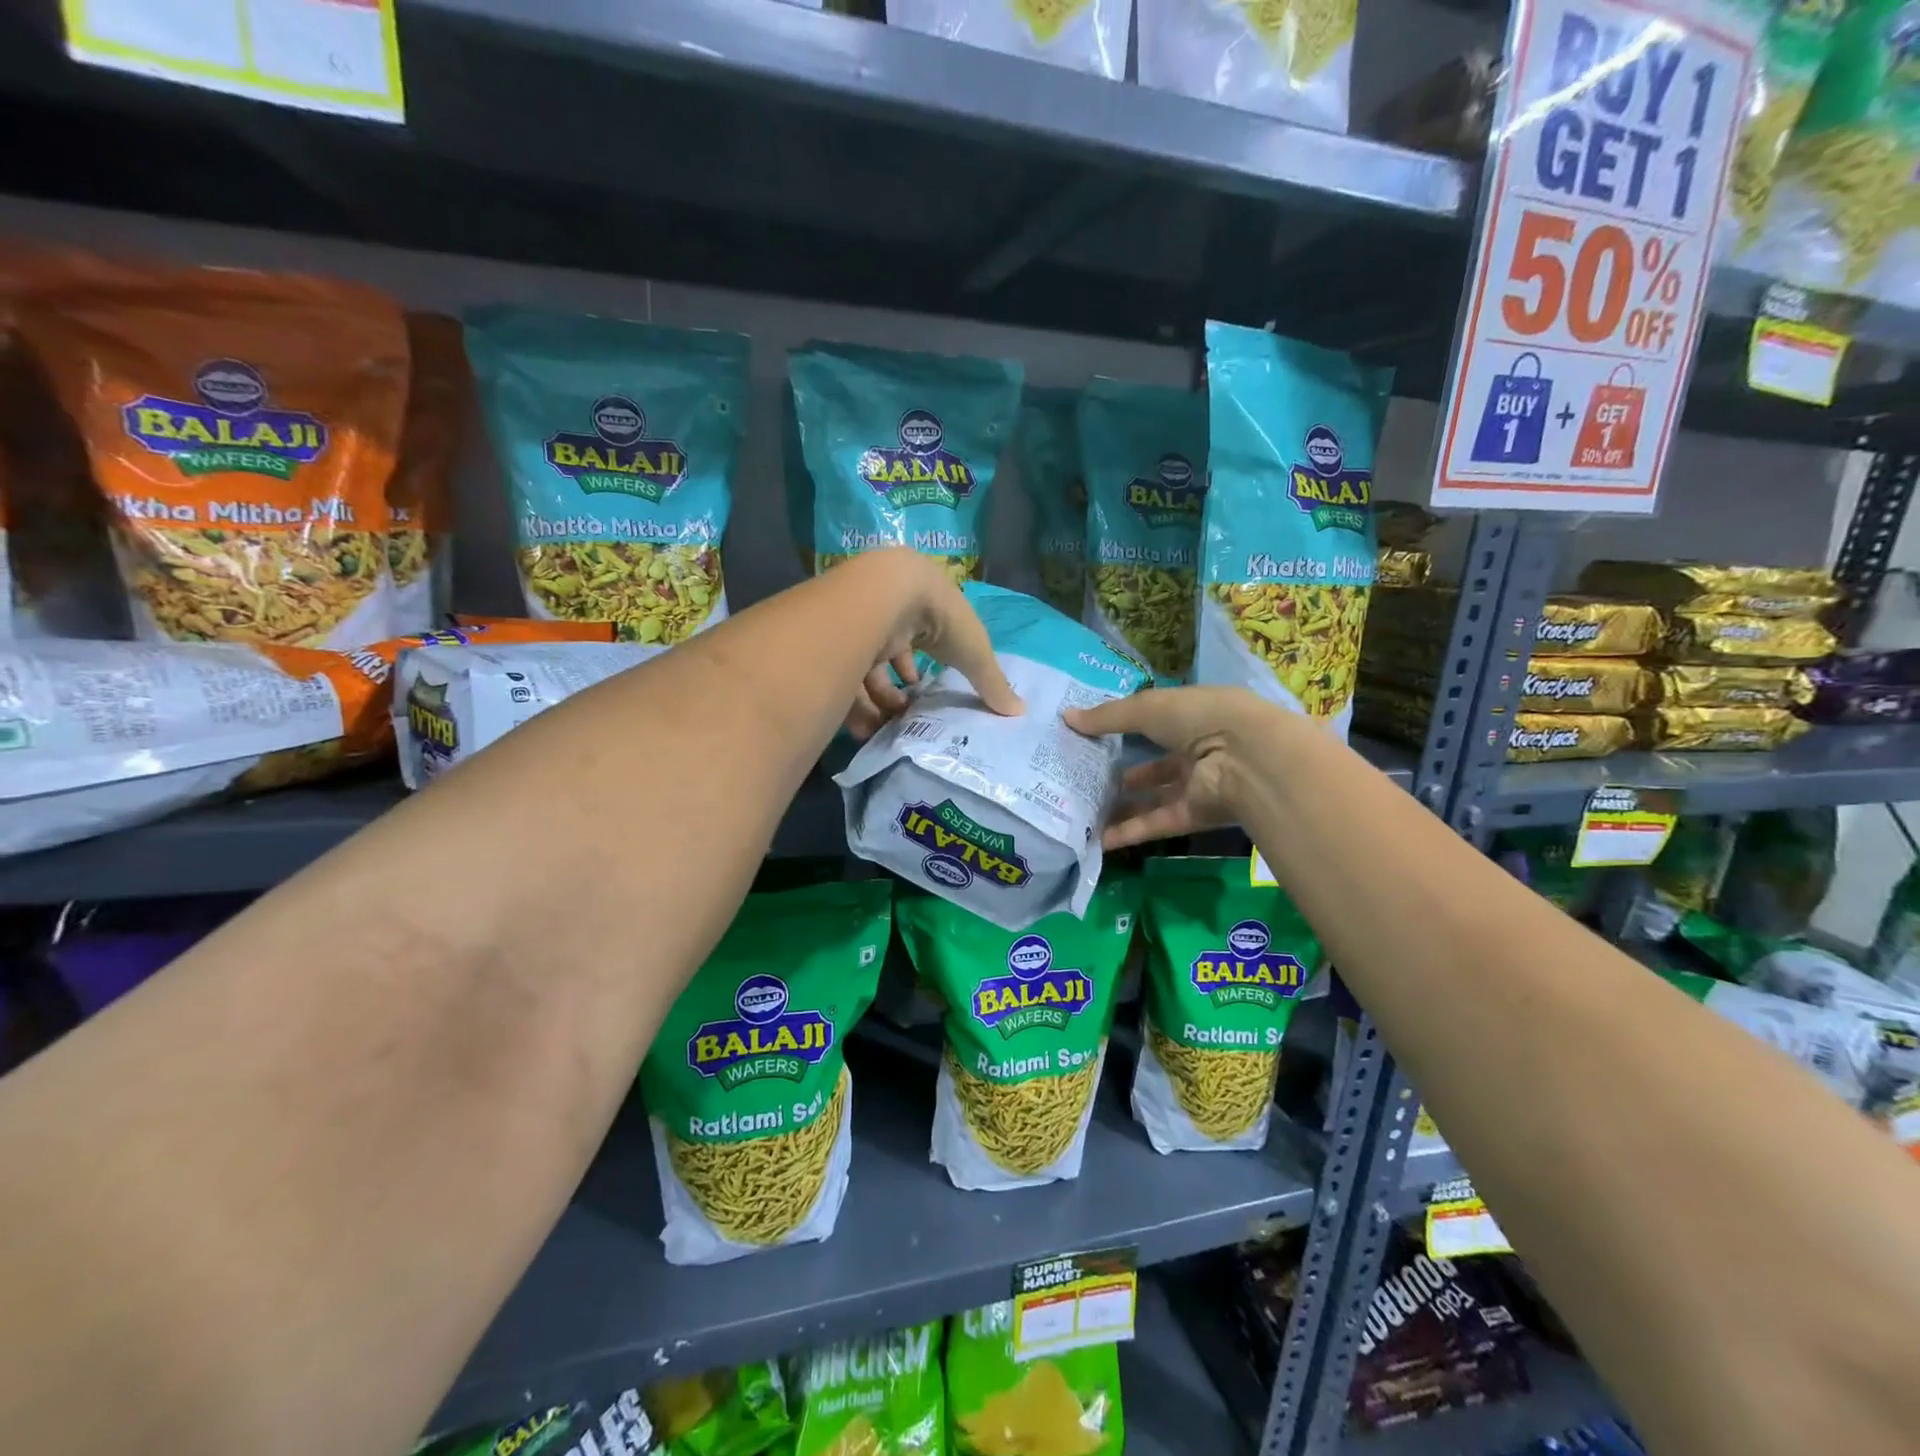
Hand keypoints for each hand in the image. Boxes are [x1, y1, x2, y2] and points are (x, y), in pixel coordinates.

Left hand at [843, 552, 1023, 739]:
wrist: (885, 595)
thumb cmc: (940, 618)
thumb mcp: (974, 652)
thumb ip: (992, 683)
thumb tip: (1019, 712)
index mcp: (924, 610)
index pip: (924, 641)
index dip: (925, 668)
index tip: (927, 692)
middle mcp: (890, 616)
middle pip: (893, 658)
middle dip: (900, 689)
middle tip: (908, 714)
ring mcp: (861, 627)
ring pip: (868, 671)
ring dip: (880, 702)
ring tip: (890, 726)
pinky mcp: (837, 643)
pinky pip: (846, 679)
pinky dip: (857, 706)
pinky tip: (868, 728)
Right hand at [1064, 686, 1274, 848]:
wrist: (1248, 759)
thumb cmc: (1200, 718)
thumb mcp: (1148, 708)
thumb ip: (1108, 717)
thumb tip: (1066, 718)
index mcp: (1192, 717)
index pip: (1155, 723)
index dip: (1124, 729)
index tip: (1090, 738)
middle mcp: (1197, 751)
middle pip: (1153, 767)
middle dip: (1120, 775)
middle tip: (1082, 781)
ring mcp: (1197, 786)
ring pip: (1152, 799)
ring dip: (1121, 808)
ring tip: (1082, 813)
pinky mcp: (1195, 816)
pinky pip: (1157, 823)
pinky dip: (1130, 832)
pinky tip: (1098, 839)